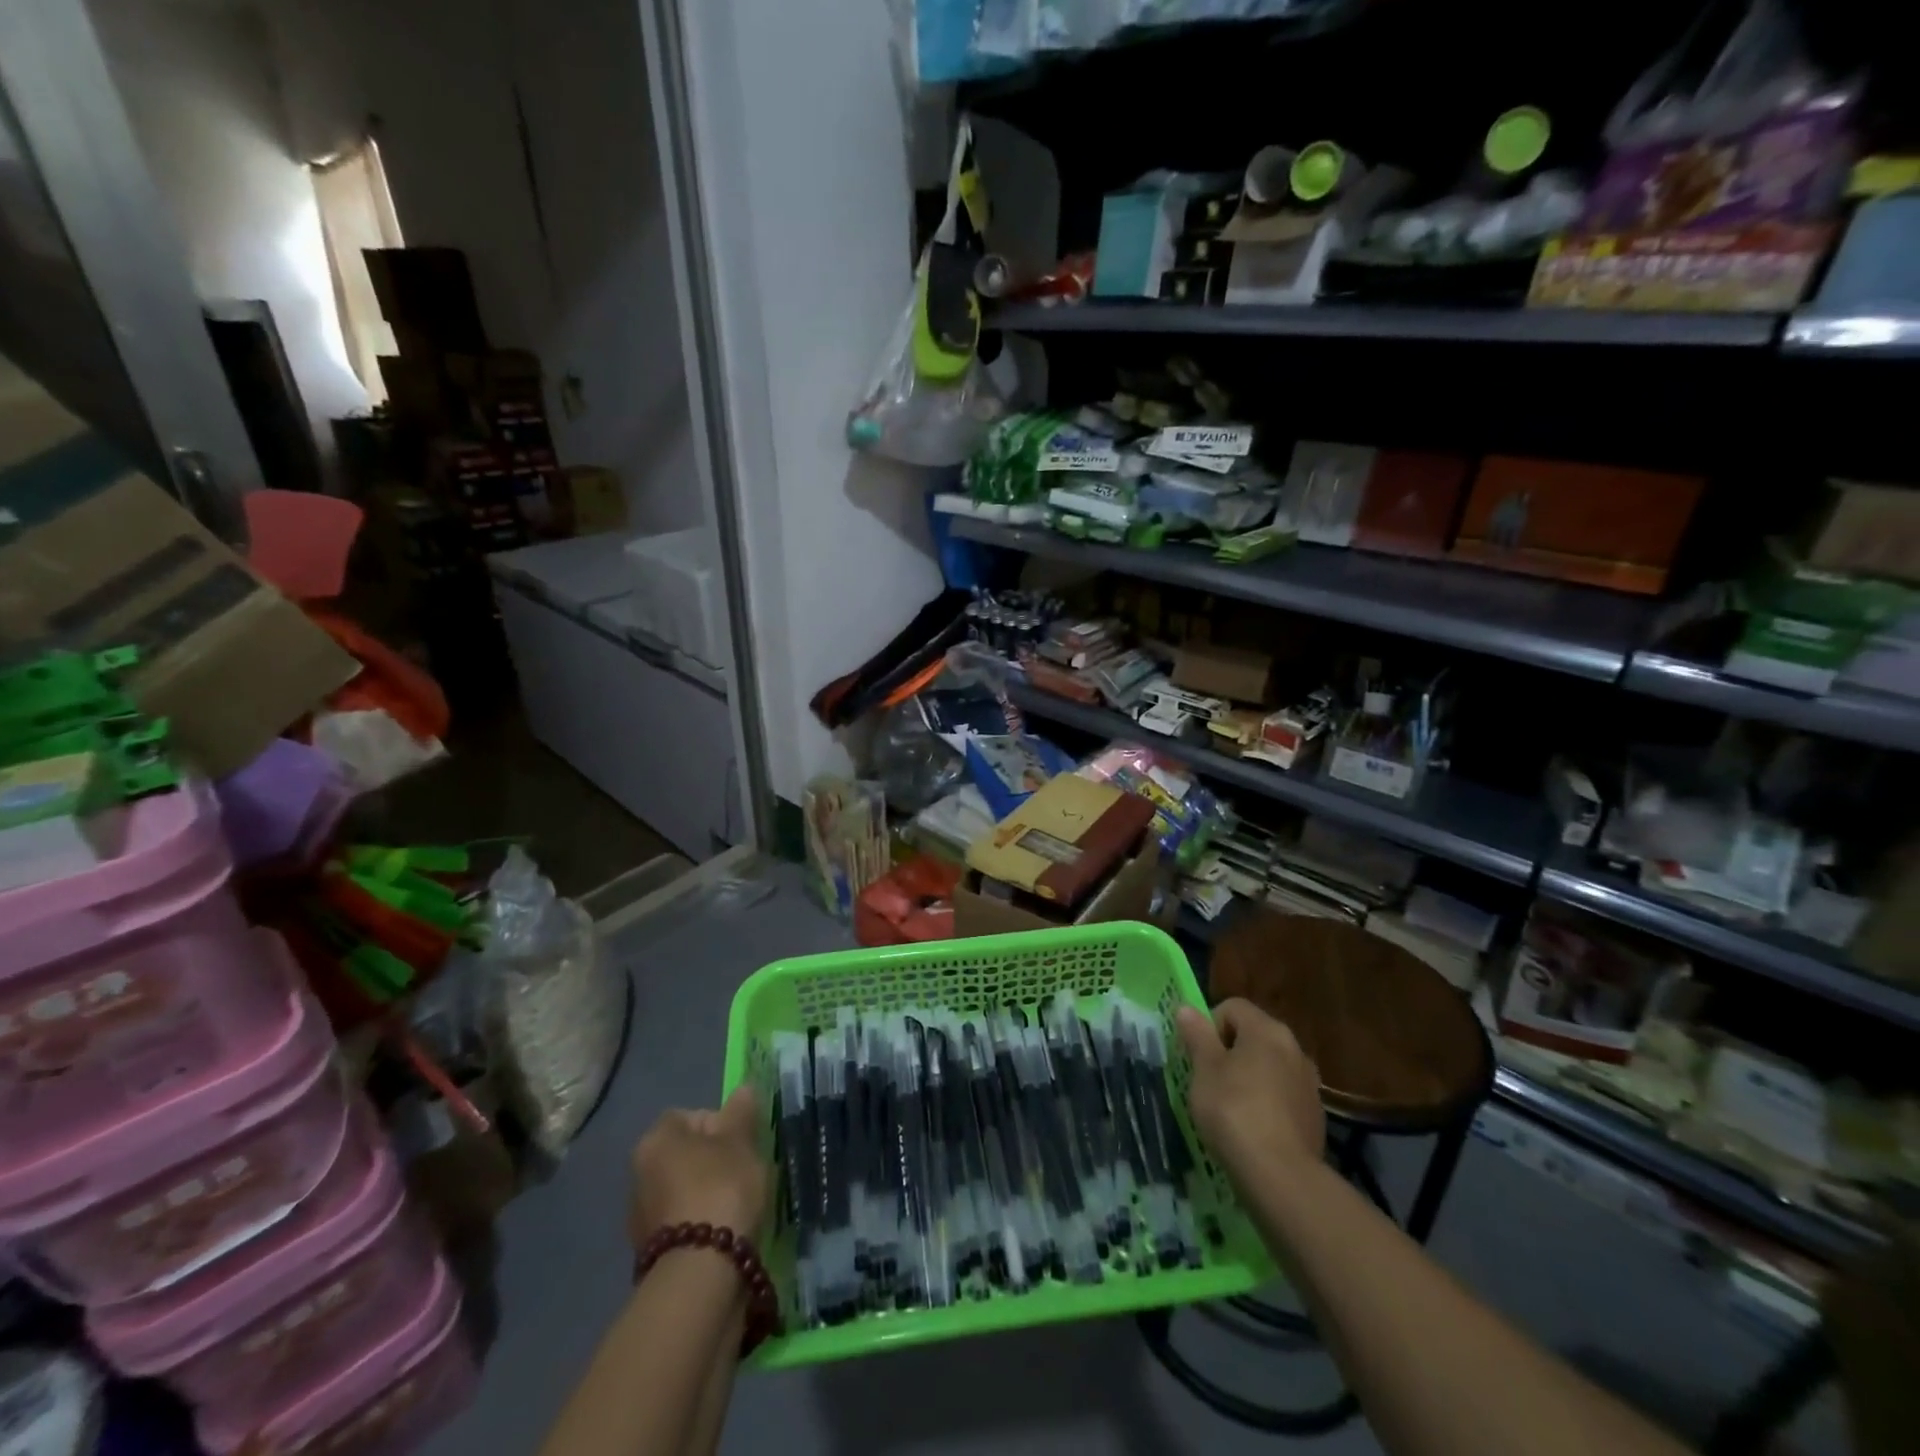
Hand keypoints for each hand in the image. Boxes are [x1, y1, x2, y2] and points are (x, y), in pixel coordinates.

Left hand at [628, 1087, 770, 1248]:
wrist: (700, 1273)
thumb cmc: (721, 1189)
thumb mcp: (741, 1142)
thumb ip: (742, 1112)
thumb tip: (743, 1089)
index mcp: (656, 1139)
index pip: (689, 1116)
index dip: (719, 1123)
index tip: (742, 1141)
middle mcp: (638, 1173)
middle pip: (685, 1153)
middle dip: (714, 1159)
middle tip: (744, 1171)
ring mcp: (640, 1216)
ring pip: (683, 1189)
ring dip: (707, 1193)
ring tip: (738, 1206)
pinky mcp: (650, 1253)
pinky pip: (682, 1222)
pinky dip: (702, 1223)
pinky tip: (724, 1232)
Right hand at [1175, 998, 1325, 1180]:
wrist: (1281, 1176)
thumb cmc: (1234, 1111)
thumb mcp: (1204, 1070)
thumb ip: (1197, 1035)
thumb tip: (1187, 1008)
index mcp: (1267, 1030)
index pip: (1232, 1007)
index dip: (1209, 1025)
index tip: (1199, 1057)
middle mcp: (1294, 1048)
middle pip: (1253, 1035)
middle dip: (1229, 1052)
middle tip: (1209, 1081)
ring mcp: (1309, 1083)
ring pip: (1269, 1067)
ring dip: (1249, 1077)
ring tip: (1230, 1108)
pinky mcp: (1315, 1115)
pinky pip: (1283, 1095)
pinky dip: (1267, 1103)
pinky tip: (1253, 1129)